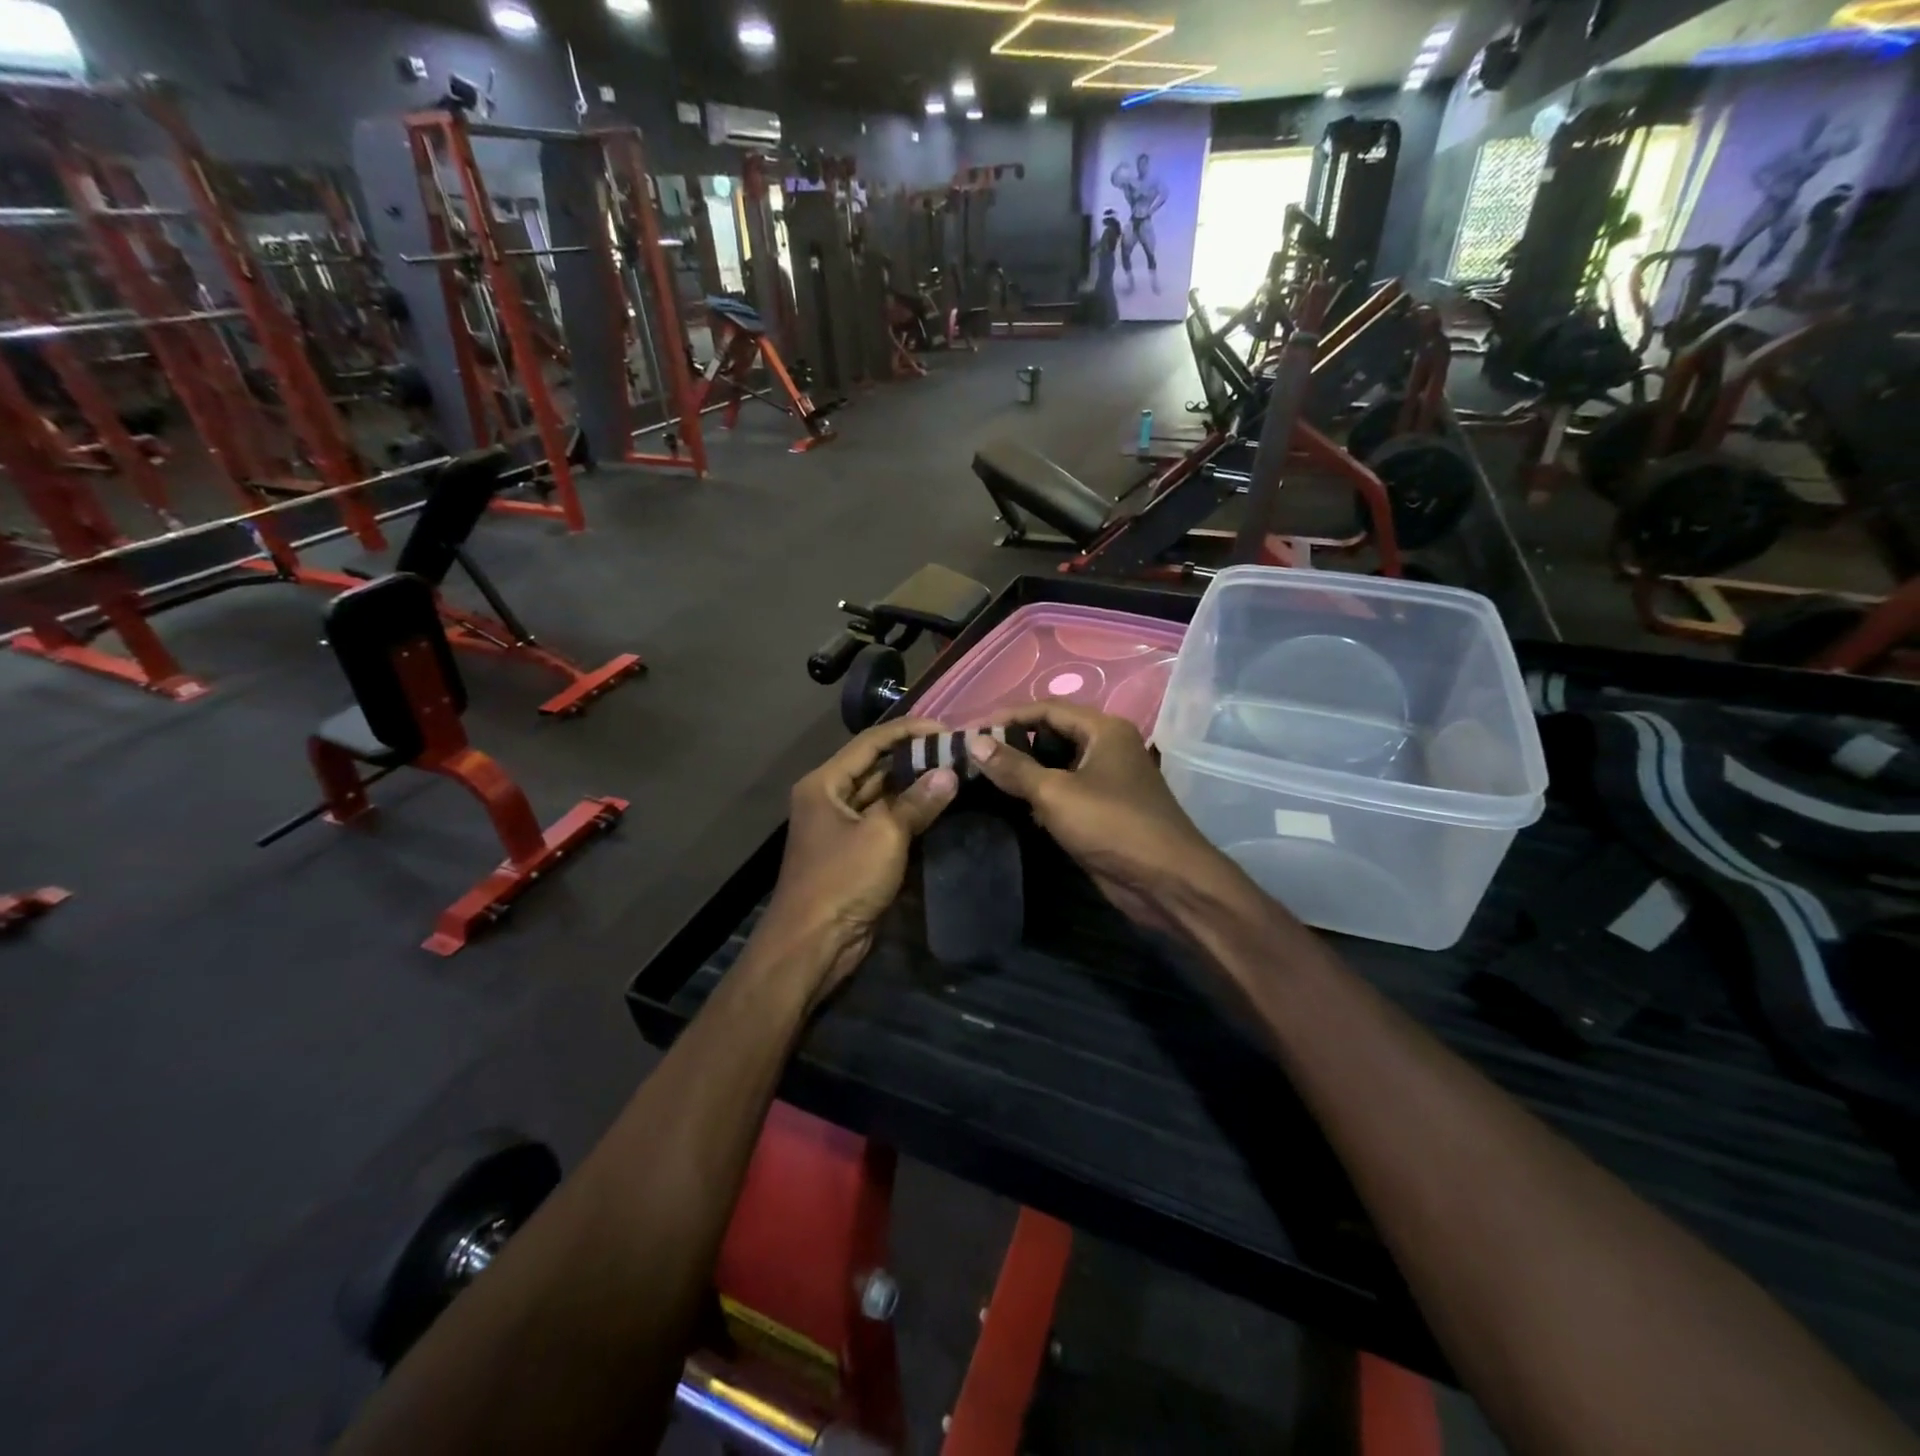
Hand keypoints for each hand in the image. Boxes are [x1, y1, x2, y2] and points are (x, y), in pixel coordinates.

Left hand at [762, 718, 956, 1004]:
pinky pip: (886, 824)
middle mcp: (830, 799)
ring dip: (916, 788)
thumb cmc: (842, 880)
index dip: (909, 731)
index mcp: (824, 784)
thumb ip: (917, 802)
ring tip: (957, 774)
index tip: (947, 729)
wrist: (813, 945)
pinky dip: (910, 816)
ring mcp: (842, 827)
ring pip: (884, 797)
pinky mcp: (855, 854)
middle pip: (877, 768)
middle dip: (915, 759)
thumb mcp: (883, 835)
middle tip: (958, 752)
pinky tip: (941, 809)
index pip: (871, 742)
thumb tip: (950, 774)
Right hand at [968, 703, 1231, 934]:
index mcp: (1104, 730)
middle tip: (974, 756)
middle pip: (1052, 734)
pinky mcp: (1104, 809)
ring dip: (1026, 771)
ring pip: (1058, 765)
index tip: (971, 731)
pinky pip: (1066, 791)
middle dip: (1014, 744)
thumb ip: (1014, 767)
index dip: (1007, 717)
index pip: (1047, 709)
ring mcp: (1108, 779)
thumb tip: (974, 742)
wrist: (1166, 881)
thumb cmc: (1112, 825)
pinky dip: (1041, 794)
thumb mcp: (1056, 793)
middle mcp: (1107, 747)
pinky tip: (1013, 805)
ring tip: (985, 778)